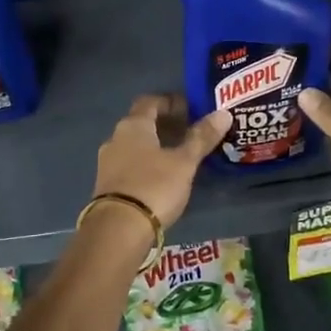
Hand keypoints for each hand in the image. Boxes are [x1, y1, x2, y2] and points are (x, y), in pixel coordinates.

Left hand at [91, 95, 230, 229]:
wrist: (118, 229)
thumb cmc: (154, 186)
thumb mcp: (184, 162)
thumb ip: (202, 138)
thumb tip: (223, 113)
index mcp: (133, 126)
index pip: (150, 101)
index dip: (171, 102)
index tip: (192, 110)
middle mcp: (115, 138)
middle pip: (142, 123)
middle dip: (166, 125)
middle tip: (191, 133)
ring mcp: (108, 162)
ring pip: (135, 145)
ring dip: (156, 146)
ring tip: (181, 157)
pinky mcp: (107, 185)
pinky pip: (130, 164)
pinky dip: (147, 163)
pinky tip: (163, 177)